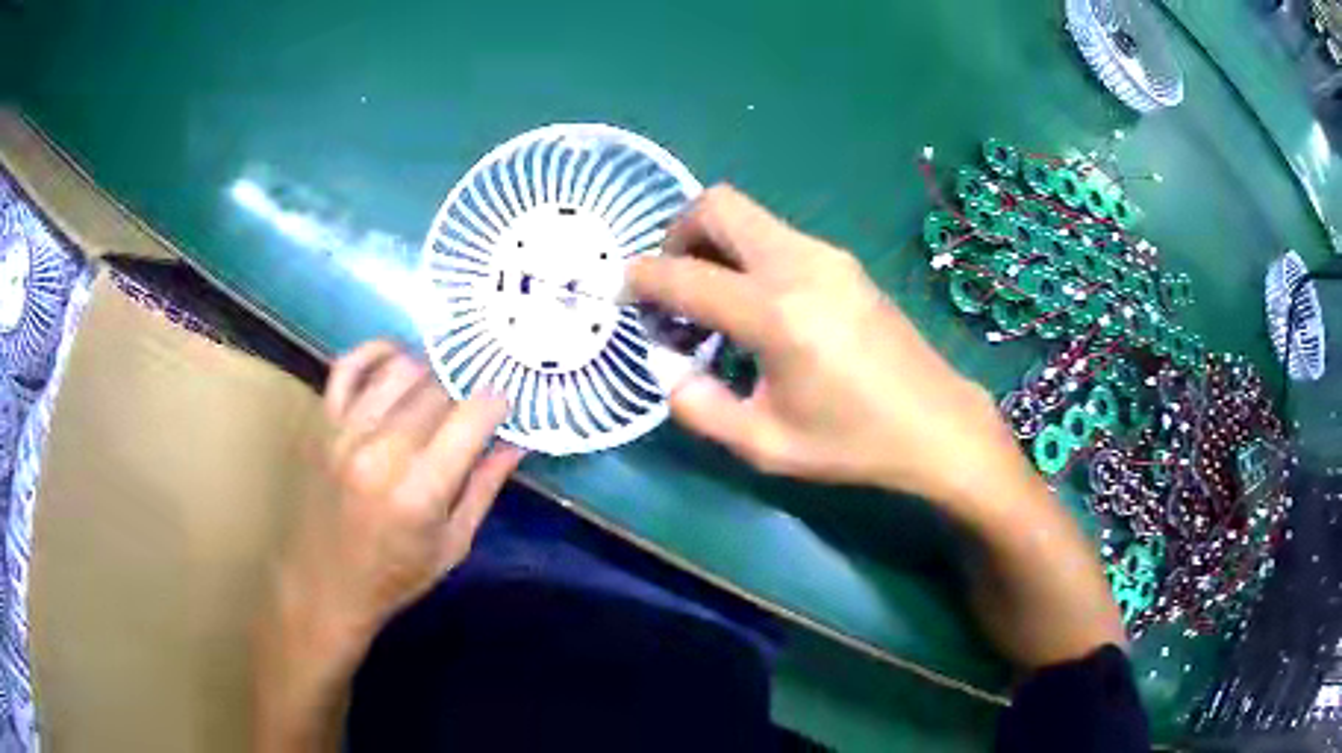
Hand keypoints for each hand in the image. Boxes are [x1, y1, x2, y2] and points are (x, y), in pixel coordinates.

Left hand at [281, 341, 523, 649]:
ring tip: (441, 386)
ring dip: (429, 370)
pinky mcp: (322, 424)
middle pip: (437, 387)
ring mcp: (345, 432)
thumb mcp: (453, 545)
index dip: (496, 403)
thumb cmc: (396, 576)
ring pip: (399, 369)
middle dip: (465, 389)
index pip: (470, 417)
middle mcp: (380, 452)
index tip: (505, 407)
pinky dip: (376, 353)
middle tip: (474, 403)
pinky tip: (398, 359)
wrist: (325, 585)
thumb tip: (516, 443)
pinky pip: (349, 367)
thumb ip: (484, 488)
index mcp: (419, 491)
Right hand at [629, 185, 1020, 506]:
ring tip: (713, 298)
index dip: (643, 278)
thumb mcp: (766, 445)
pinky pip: (777, 235)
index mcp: (776, 314)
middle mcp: (799, 265)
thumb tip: (671, 371)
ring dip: (715, 242)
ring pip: (749, 215)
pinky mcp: (844, 261)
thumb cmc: (853, 442)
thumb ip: (700, 408)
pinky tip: (758, 303)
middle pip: (718, 205)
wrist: (936, 424)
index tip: (624, 291)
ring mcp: (826, 256)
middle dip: (678, 232)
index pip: (685, 275)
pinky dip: (747, 253)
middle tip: (673, 281)